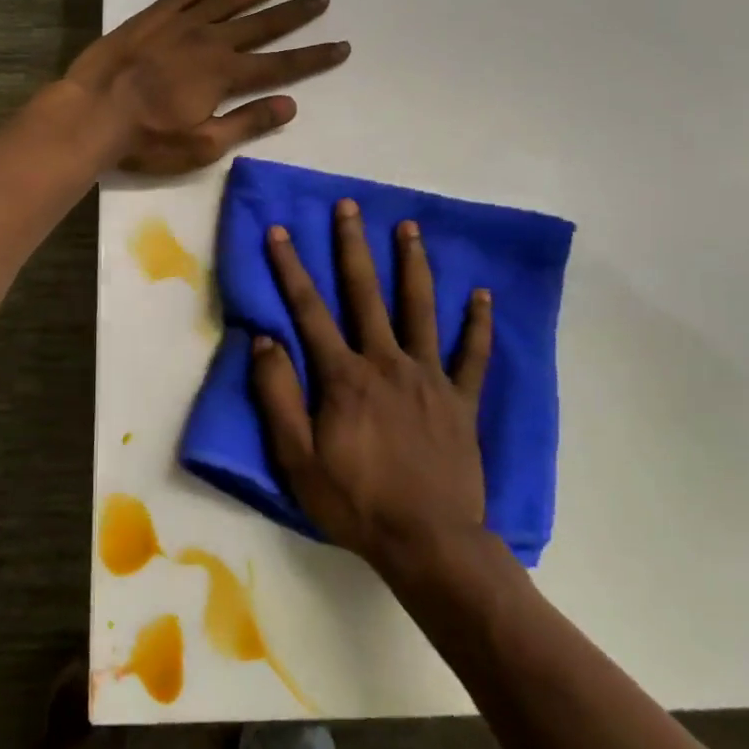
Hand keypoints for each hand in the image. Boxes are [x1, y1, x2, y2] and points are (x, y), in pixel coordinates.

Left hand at [66, 0, 348, 174]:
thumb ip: (248, 122)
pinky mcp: (152, 18)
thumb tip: (290, 104)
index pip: (281, 64)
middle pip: (262, 23)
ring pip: (228, 1)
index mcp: (225, 74)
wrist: (92, 112)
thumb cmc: (147, 138)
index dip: (314, 57)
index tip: (342, 46)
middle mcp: (210, 40)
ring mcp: (179, 24)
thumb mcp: (203, 145)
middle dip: (295, 12)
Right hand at [252, 200, 493, 572]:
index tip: (280, 231)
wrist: (429, 543)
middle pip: (366, 293)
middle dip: (353, 246)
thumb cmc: (355, 501)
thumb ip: (278, 394)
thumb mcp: (297, 458)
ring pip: (420, 309)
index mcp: (344, 376)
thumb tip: (264, 339)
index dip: (290, 268)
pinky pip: (473, 355)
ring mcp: (429, 378)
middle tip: (349, 206)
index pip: (309, 310)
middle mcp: (386, 362)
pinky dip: (478, 324)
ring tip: (409, 227)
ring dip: (413, 265)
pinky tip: (483, 295)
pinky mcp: (461, 400)